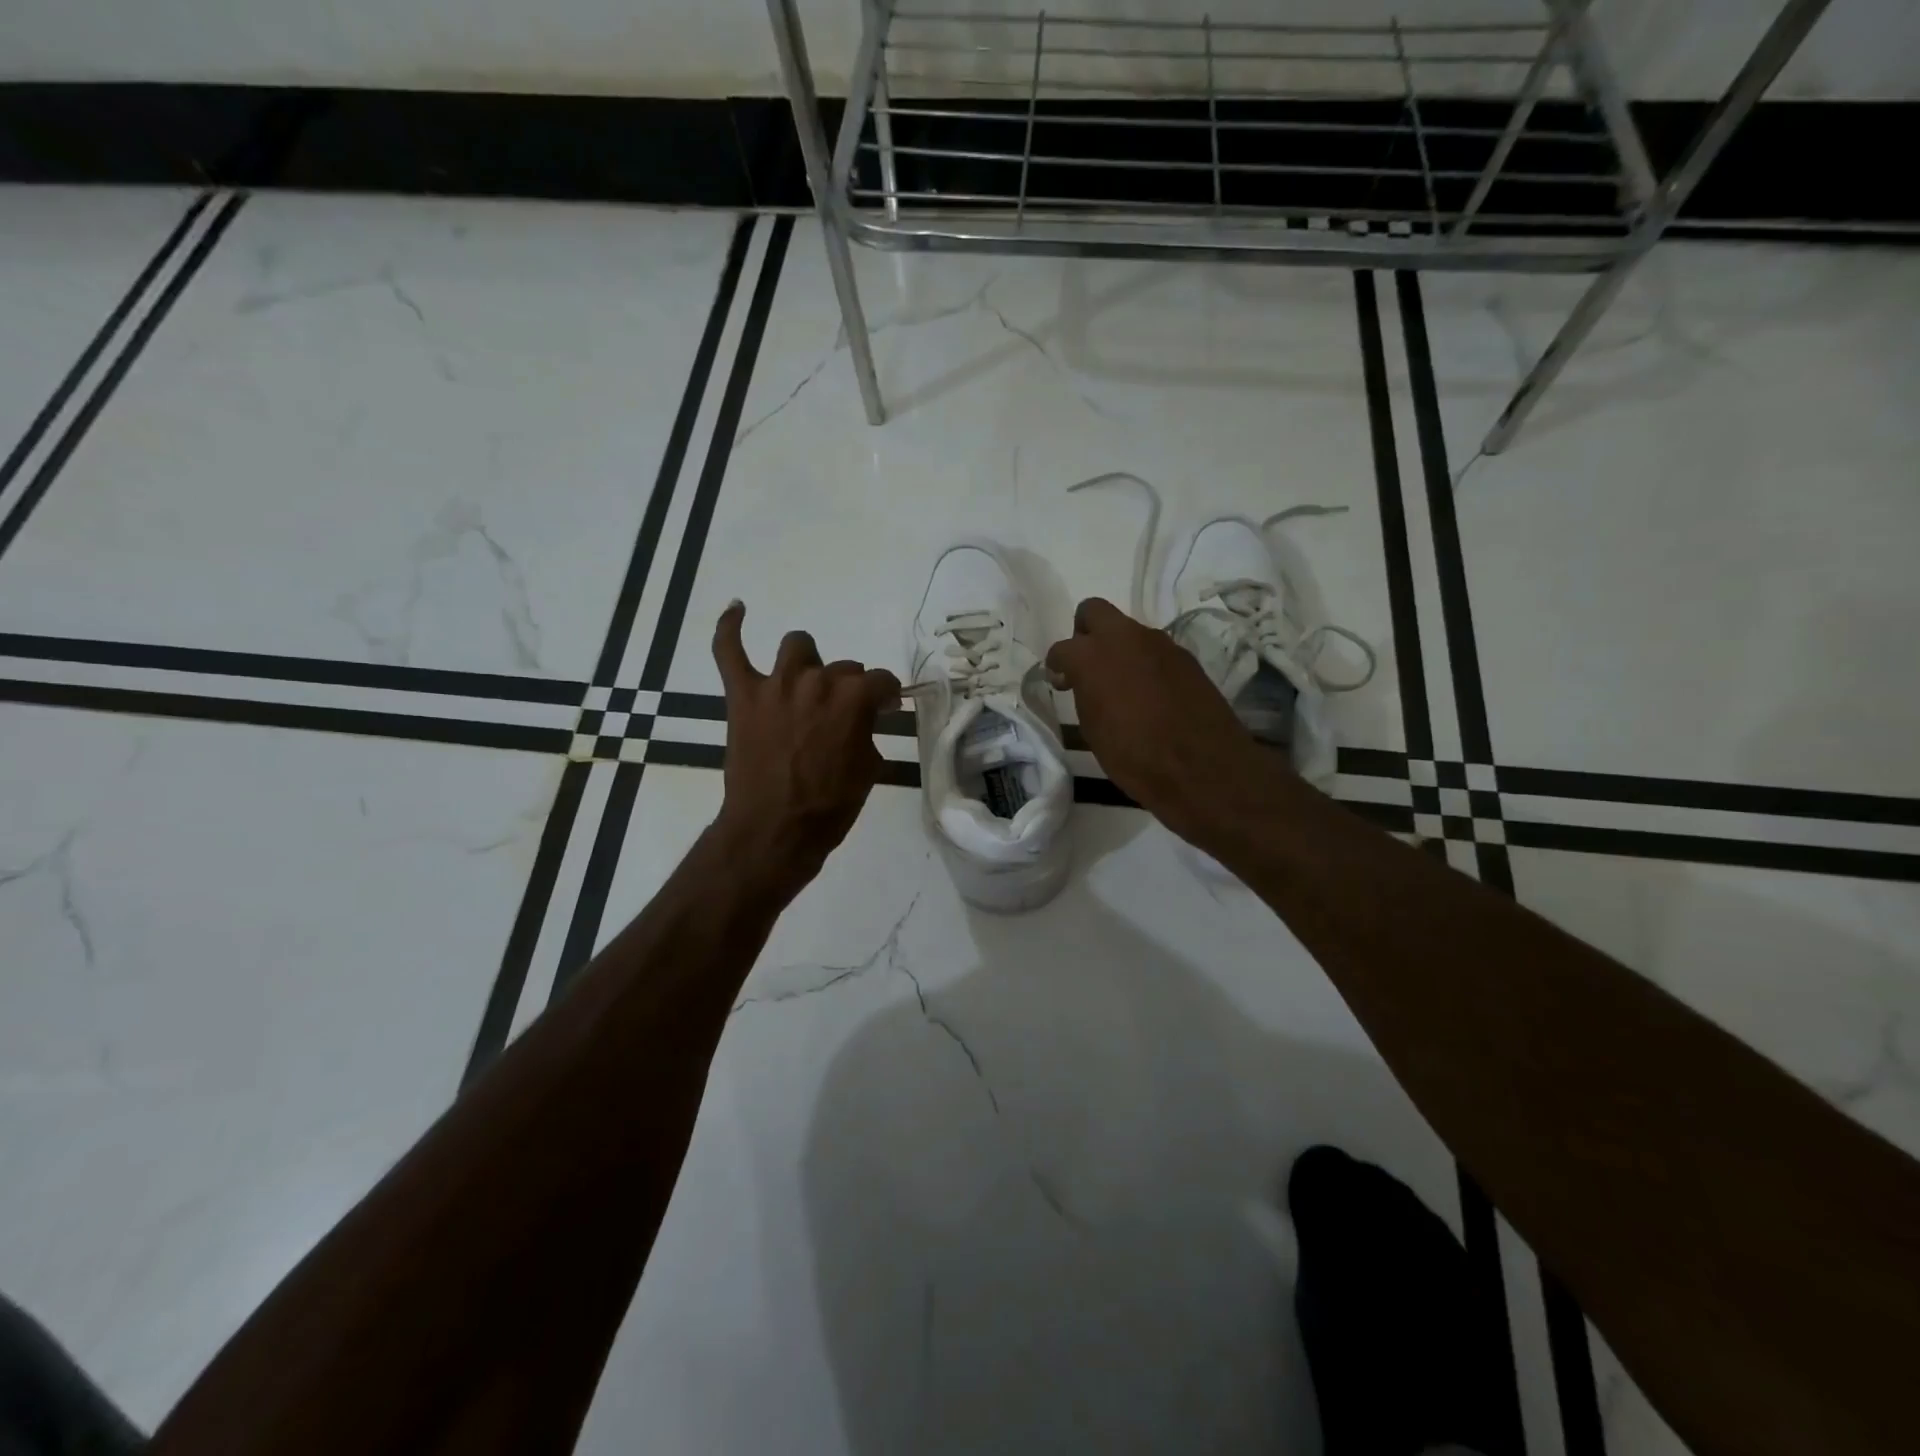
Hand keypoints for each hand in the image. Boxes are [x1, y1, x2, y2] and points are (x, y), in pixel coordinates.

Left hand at [710, 601, 900, 897]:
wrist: (774, 831)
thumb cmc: (829, 807)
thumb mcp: (868, 770)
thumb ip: (868, 733)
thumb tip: (863, 721)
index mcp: (853, 699)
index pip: (881, 681)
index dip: (886, 697)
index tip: (884, 710)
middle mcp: (817, 681)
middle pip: (842, 667)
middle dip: (848, 688)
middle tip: (843, 716)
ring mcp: (776, 685)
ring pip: (797, 646)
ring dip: (807, 662)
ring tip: (805, 683)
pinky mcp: (743, 696)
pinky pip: (729, 650)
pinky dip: (730, 628)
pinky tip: (737, 609)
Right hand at [1046, 597, 1272, 844]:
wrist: (1201, 767)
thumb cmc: (1134, 756)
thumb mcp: (1093, 728)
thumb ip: (1084, 694)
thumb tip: (1082, 682)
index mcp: (1092, 656)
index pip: (1062, 648)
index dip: (1058, 665)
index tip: (1062, 683)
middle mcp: (1125, 638)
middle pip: (1094, 611)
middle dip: (1085, 632)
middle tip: (1088, 666)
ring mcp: (1160, 643)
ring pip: (1129, 632)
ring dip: (1120, 650)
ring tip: (1123, 687)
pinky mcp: (1186, 657)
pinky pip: (1155, 651)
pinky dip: (1146, 665)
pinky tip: (1151, 696)